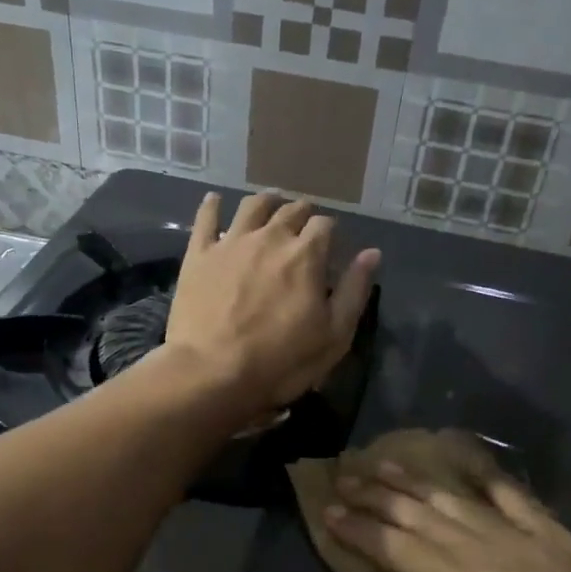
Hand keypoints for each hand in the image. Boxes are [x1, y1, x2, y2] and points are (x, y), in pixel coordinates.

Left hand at [164, 192, 379, 412]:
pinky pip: (206, 219)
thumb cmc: (281, 361)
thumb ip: (354, 290)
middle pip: (291, 210)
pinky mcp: (199, 254)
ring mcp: (231, 242)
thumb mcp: (334, 336)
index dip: (330, 231)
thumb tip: (372, 253)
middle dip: (302, 213)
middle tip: (303, 222)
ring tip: (270, 203)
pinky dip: (212, 205)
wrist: (212, 372)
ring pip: (252, 206)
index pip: (325, 225)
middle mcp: (270, 237)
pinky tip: (215, 199)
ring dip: (266, 201)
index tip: (330, 243)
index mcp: (306, 254)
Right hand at [325, 445, 570, 571]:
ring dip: (413, 479)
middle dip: (376, 495)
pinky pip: (507, 492)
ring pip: (453, 499)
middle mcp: (488, 552)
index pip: (401, 551)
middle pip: (420, 515)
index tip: (328, 511)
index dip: (362, 530)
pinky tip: (463, 456)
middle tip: (340, 474)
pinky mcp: (553, 533)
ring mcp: (523, 537)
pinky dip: (480, 471)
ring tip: (380, 461)